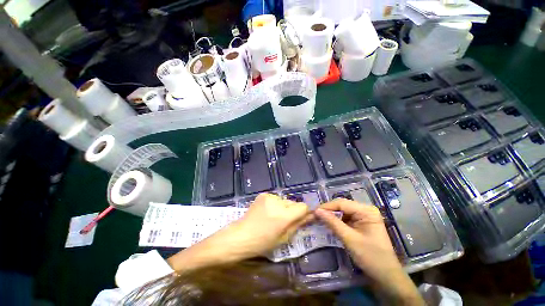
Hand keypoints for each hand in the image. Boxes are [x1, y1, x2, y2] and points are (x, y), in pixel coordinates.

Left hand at [231, 193, 312, 256]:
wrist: (240, 235)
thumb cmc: (262, 242)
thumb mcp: (283, 237)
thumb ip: (298, 224)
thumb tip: (311, 216)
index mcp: (283, 215)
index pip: (303, 206)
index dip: (305, 212)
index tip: (304, 217)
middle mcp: (278, 202)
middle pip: (294, 203)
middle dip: (293, 211)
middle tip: (286, 221)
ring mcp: (269, 196)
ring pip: (285, 201)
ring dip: (284, 208)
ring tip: (275, 217)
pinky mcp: (263, 194)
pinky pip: (276, 199)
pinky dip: (275, 204)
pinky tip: (268, 212)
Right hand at [315, 199, 423, 304]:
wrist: (385, 276)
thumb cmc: (371, 257)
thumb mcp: (349, 239)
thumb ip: (333, 223)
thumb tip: (316, 211)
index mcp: (366, 211)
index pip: (342, 203)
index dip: (326, 207)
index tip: (313, 212)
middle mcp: (365, 210)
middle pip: (341, 206)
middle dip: (328, 211)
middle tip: (314, 216)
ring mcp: (363, 216)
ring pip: (342, 211)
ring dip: (331, 216)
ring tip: (319, 219)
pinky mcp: (360, 223)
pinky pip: (345, 218)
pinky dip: (336, 221)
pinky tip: (329, 224)